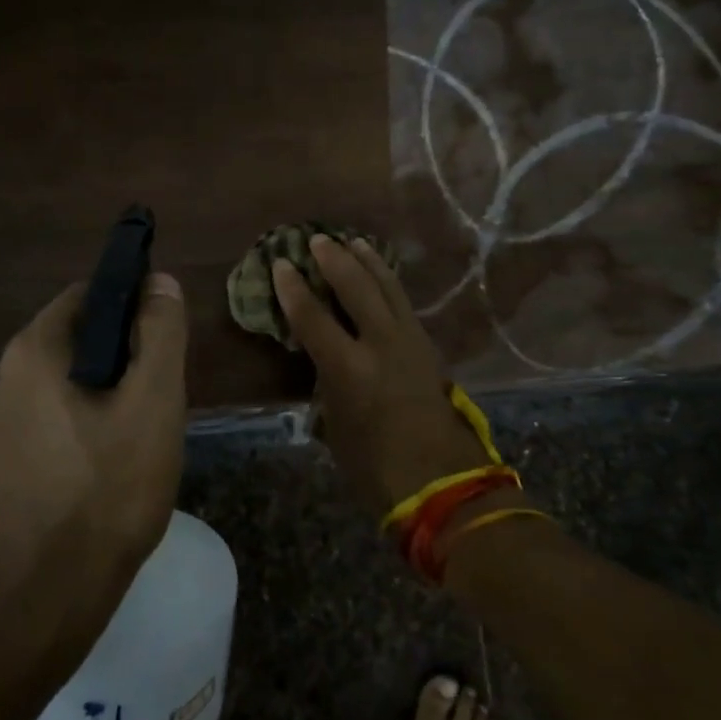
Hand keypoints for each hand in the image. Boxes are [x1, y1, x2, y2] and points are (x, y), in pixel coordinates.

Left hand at [0, 275, 188, 598]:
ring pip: (57, 382)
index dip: (132, 309)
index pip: (87, 297)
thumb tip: (159, 281)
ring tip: (131, 440)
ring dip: (96, 394)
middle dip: (117, 359)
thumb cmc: (108, 493)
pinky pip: (39, 418)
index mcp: (29, 352)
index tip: (161, 347)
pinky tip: (98, 467)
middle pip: (72, 340)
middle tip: (153, 403)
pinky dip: (72, 424)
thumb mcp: (154, 404)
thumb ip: (160, 333)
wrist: (45, 600)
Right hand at [273, 235, 487, 519]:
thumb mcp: (335, 425)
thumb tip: (322, 362)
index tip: (281, 264)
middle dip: (334, 259)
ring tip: (353, 242)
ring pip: (387, 286)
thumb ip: (326, 384)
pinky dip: (388, 282)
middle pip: (355, 286)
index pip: (312, 316)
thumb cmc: (374, 464)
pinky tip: (382, 276)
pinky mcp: (427, 345)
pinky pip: (403, 302)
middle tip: (317, 240)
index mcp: (348, 368)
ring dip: (367, 261)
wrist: (439, 479)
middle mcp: (380, 344)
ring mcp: (409, 340)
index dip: (293, 289)